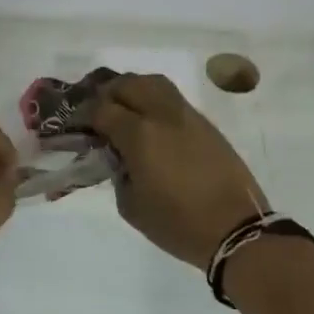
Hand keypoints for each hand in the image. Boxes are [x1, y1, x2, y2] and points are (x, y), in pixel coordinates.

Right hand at [90, 74, 267, 268]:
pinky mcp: (206, 124)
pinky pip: (173, 99)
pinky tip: (152, 123)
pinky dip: (155, 101)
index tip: (76, 123)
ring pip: (154, 83)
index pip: (102, 109)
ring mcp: (187, 116)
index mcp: (139, 134)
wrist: (236, 230)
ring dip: (134, 89)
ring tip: (125, 108)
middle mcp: (162, 115)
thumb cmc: (178, 224)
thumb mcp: (131, 206)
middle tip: (98, 110)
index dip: (84, 113)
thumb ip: (117, 173)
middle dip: (107, 92)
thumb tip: (118, 156)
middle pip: (128, 84)